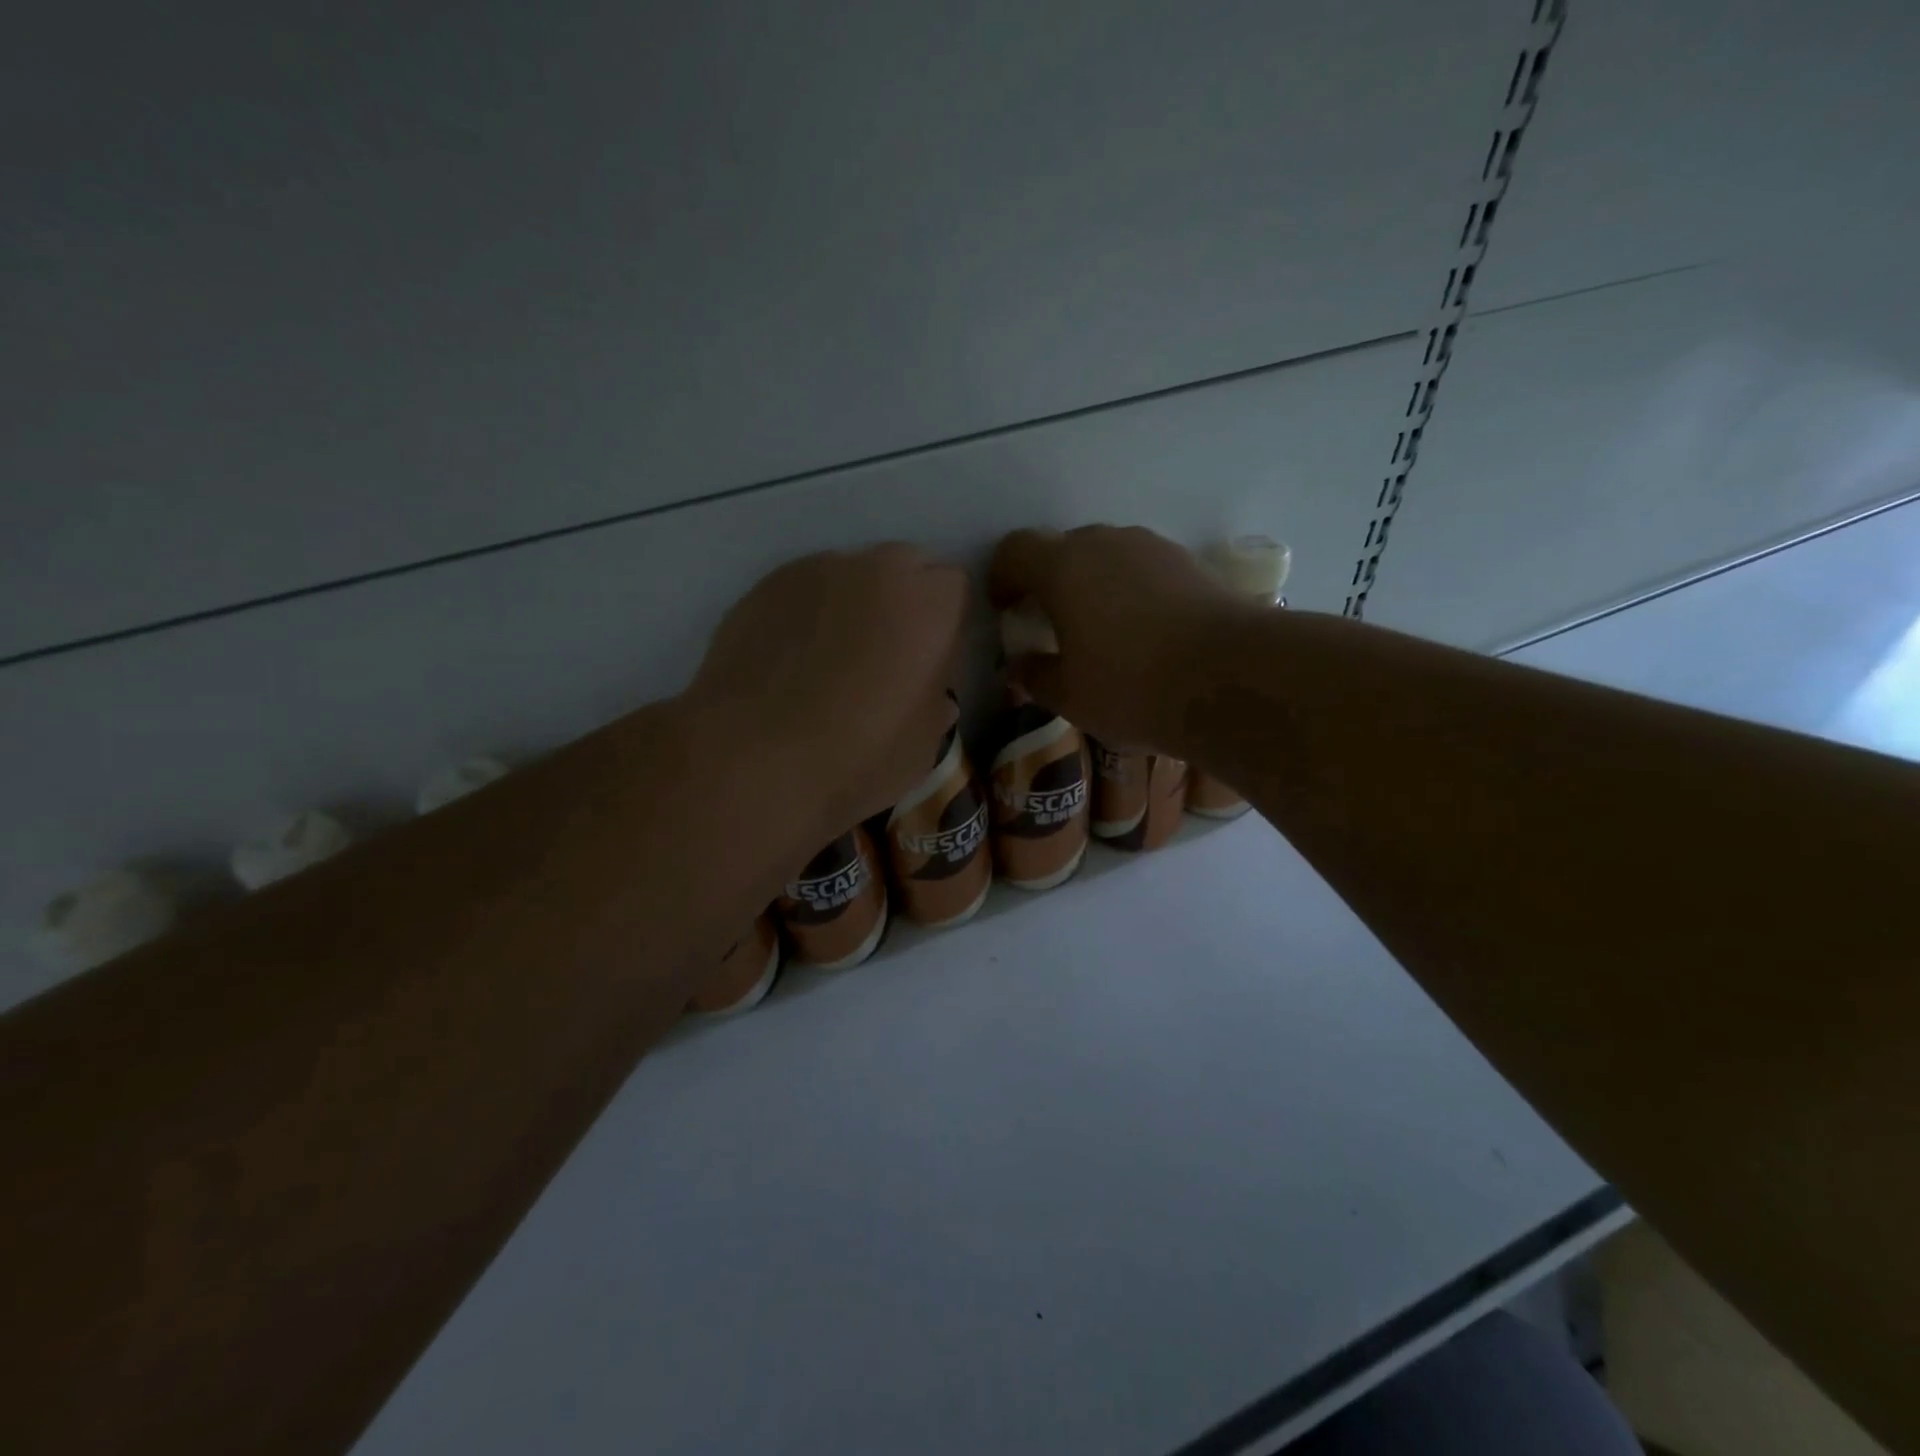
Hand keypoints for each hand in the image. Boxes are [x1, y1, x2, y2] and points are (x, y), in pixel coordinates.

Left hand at [685, 544, 969, 843]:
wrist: (752, 759)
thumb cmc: (856, 757)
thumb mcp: (923, 746)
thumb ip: (935, 703)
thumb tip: (929, 692)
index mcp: (929, 605)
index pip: (955, 587)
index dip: (945, 623)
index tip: (931, 661)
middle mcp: (876, 570)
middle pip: (905, 566)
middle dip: (904, 600)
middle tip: (887, 655)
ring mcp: (815, 571)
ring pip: (851, 573)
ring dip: (853, 603)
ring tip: (829, 659)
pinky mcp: (764, 586)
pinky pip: (803, 590)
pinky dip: (807, 614)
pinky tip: (790, 661)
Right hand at [989, 526, 1237, 750]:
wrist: (1233, 679)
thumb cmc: (1132, 687)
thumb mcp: (1069, 697)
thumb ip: (1034, 676)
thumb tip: (1018, 667)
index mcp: (1063, 567)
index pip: (1015, 550)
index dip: (1002, 577)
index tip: (1006, 611)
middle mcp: (1106, 544)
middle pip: (1063, 549)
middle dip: (1049, 582)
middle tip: (1052, 625)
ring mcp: (1153, 549)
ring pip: (1107, 557)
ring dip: (1093, 585)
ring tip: (1102, 633)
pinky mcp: (1191, 564)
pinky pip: (1143, 570)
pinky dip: (1131, 592)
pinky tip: (1145, 635)